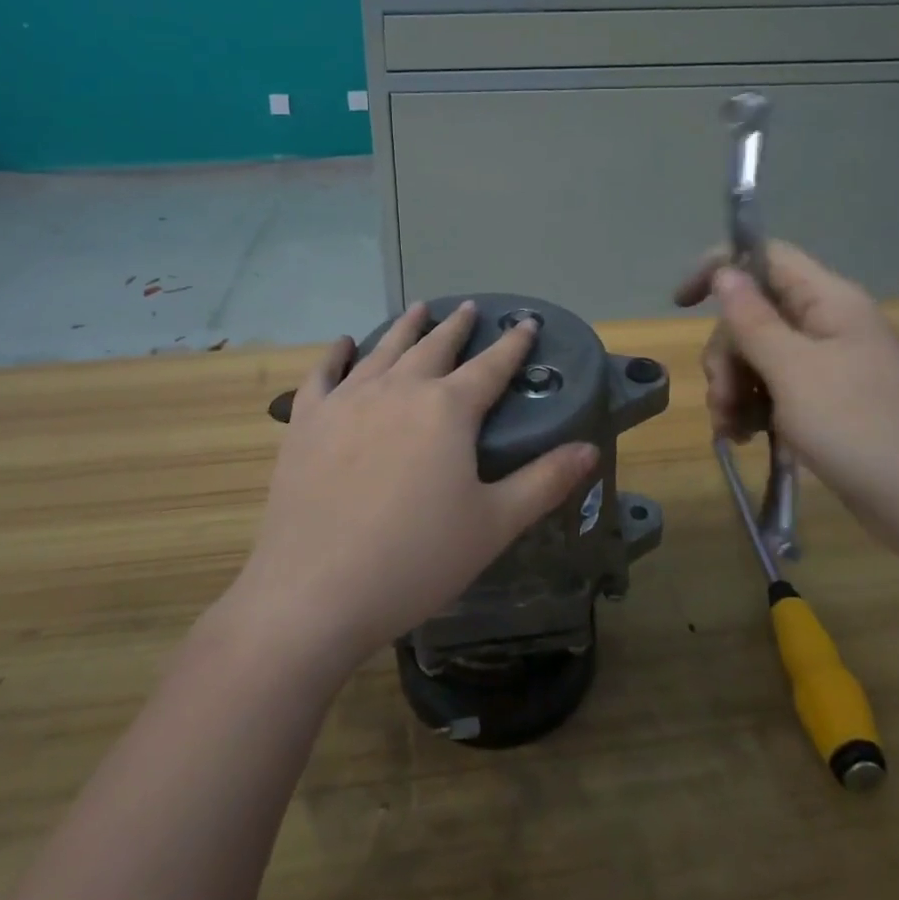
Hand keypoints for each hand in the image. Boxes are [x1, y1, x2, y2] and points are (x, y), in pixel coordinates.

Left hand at [230, 302, 597, 675]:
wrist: (315, 591)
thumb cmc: (416, 559)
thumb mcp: (494, 525)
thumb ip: (544, 482)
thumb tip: (590, 449)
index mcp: (448, 409)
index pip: (491, 366)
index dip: (513, 344)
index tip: (526, 322)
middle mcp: (399, 389)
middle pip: (435, 346)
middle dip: (457, 326)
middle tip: (469, 308)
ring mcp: (348, 400)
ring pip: (384, 349)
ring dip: (406, 327)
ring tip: (419, 308)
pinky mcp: (307, 420)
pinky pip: (324, 373)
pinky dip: (337, 353)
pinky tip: (345, 342)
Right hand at [675, 243, 898, 559]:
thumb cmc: (861, 429)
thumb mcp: (794, 371)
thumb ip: (753, 319)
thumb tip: (725, 271)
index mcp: (828, 301)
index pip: (765, 257)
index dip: (721, 268)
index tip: (683, 303)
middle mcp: (827, 324)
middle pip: (754, 314)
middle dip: (727, 354)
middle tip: (721, 398)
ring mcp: (829, 366)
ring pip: (759, 355)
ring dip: (734, 387)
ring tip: (732, 429)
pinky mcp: (828, 402)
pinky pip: (776, 389)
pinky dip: (753, 408)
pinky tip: (745, 437)